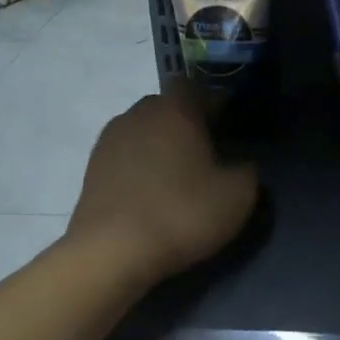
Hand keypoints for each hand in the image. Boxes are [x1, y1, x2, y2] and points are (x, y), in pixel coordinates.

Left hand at [70, 85, 257, 282]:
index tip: (228, 130)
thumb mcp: (238, 195)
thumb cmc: (182, 213)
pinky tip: (152, 197)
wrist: (112, 252)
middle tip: (206, 157)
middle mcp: (139, 114)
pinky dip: (140, 169)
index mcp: (175, 109)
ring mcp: (109, 141)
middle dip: (187, 125)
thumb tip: (240, 164)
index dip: (214, 104)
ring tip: (177, 180)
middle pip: (168, 108)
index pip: (196, 87)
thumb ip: (247, 170)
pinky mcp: (92, 170)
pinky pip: (126, 157)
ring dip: (161, 147)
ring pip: (144, 132)